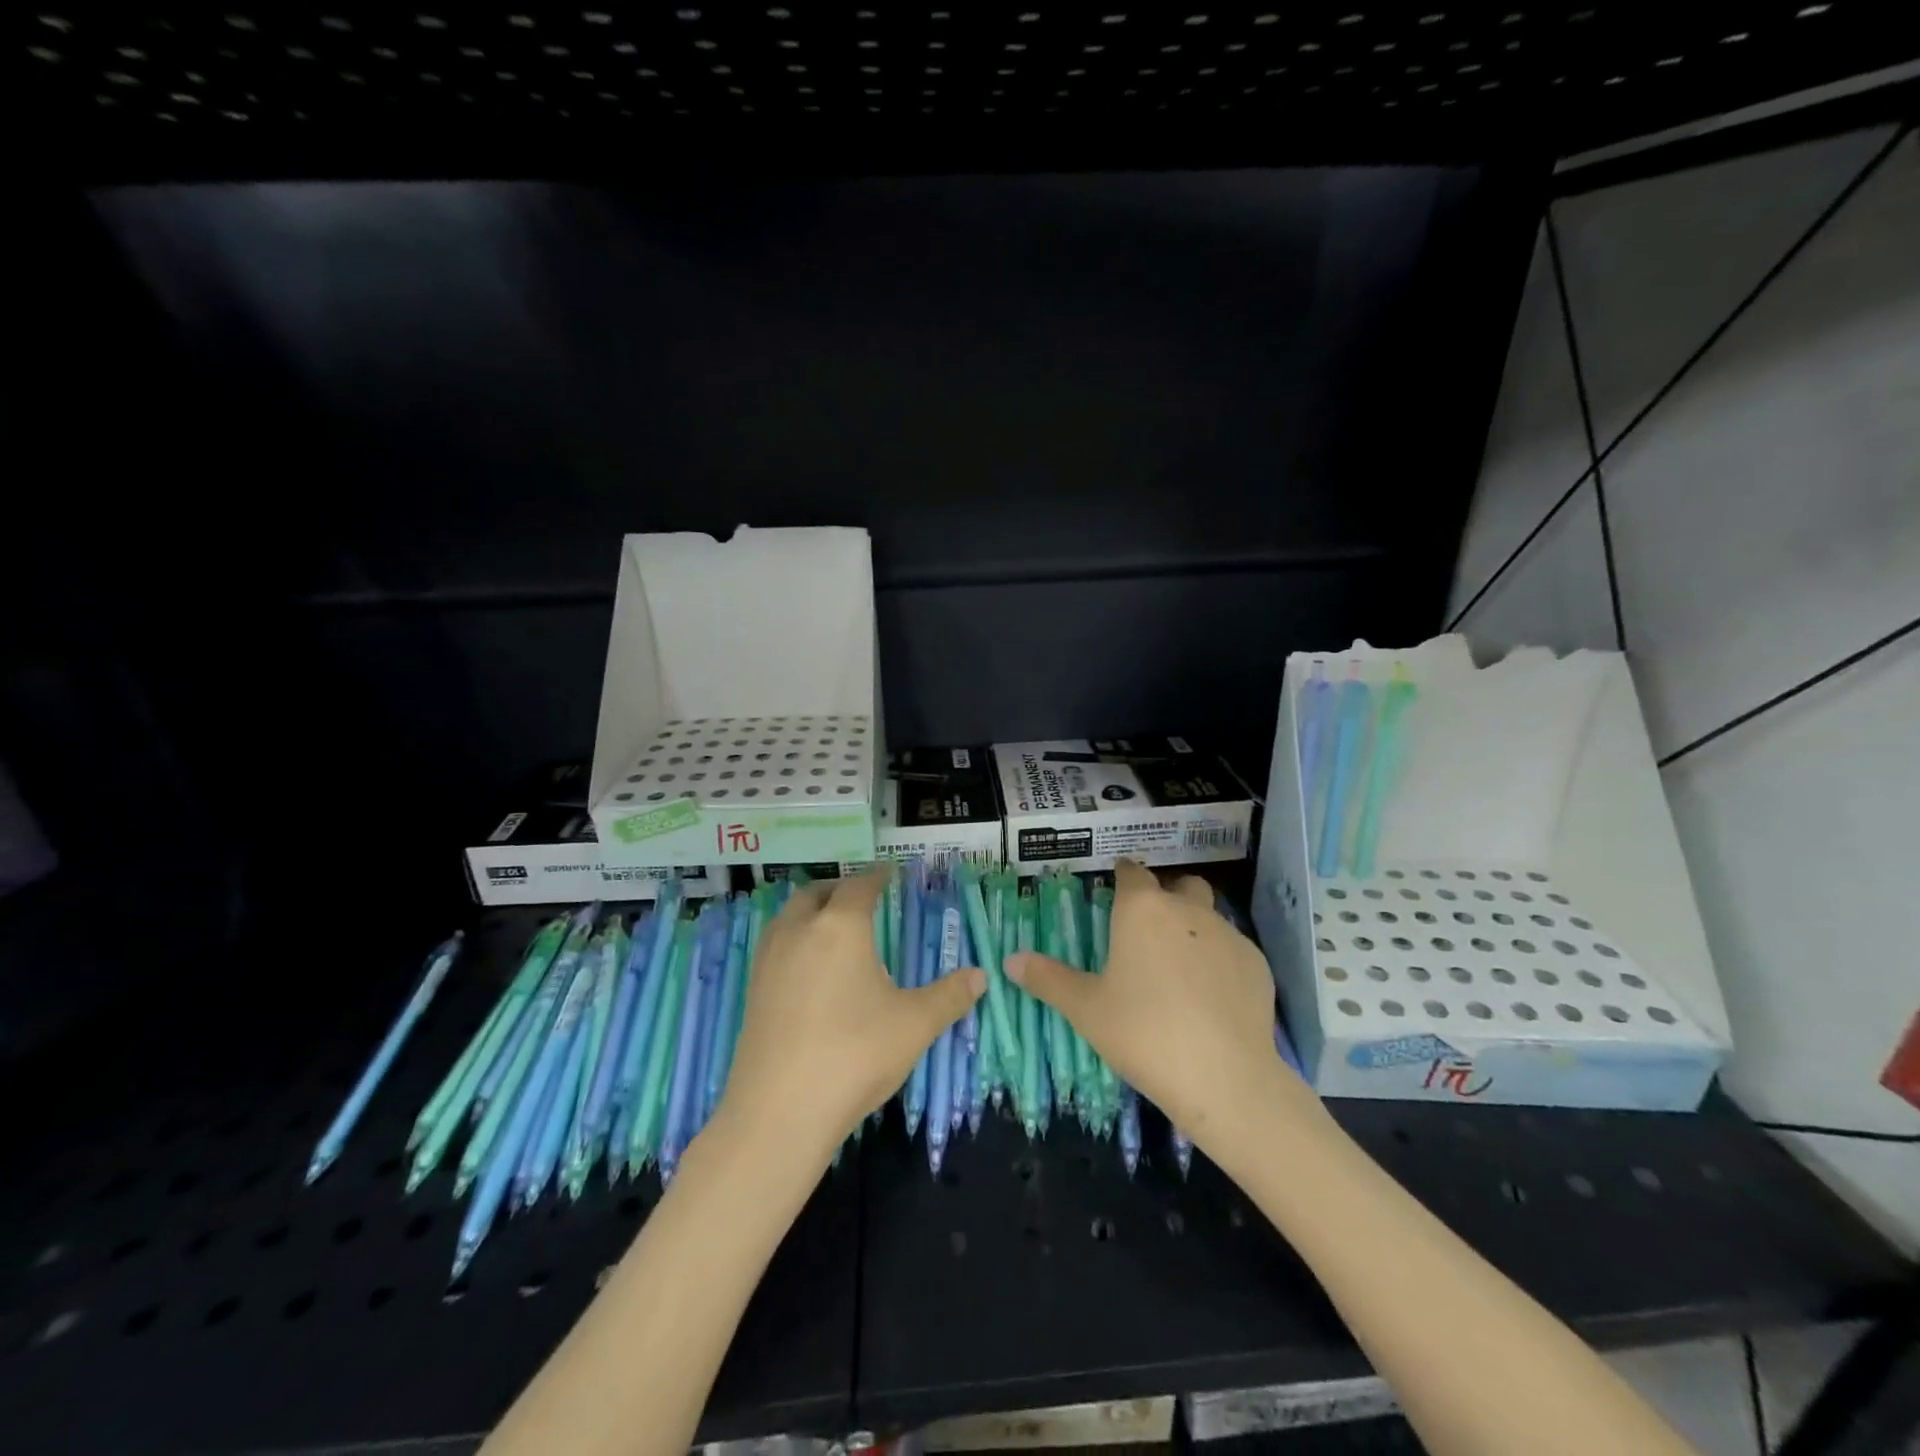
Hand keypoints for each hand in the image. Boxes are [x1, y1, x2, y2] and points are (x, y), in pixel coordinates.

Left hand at [718, 871, 984, 1159]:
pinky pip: (775, 944)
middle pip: (816, 892)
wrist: (779, 1110)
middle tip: (861, 897)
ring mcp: (769, 960)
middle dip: (839, 888)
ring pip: (789, 916)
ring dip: (811, 910)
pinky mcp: (753, 989)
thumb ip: (949, 996)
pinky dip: (795, 938)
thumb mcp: (914, 1025)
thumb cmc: (854, 1055)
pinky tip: (809, 968)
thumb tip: (980, 976)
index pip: (860, 886)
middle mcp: (800, 931)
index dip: (877, 876)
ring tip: (833, 927)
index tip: (890, 873)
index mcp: (840, 927)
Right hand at [1006, 860, 1294, 1151]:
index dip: (1122, 877)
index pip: (1132, 872)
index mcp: (1142, 910)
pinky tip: (1210, 999)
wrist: (1224, 1077)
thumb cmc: (1143, 1033)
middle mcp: (1187, 910)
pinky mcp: (1257, 964)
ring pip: (1209, 916)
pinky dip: (1219, 962)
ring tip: (1179, 970)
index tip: (1114, 891)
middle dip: (1166, 897)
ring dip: (1193, 929)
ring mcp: (1228, 934)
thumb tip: (1010, 960)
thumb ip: (1048, 979)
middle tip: (1149, 933)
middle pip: (1179, 885)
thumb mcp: (1085, 1009)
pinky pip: (1232, 950)